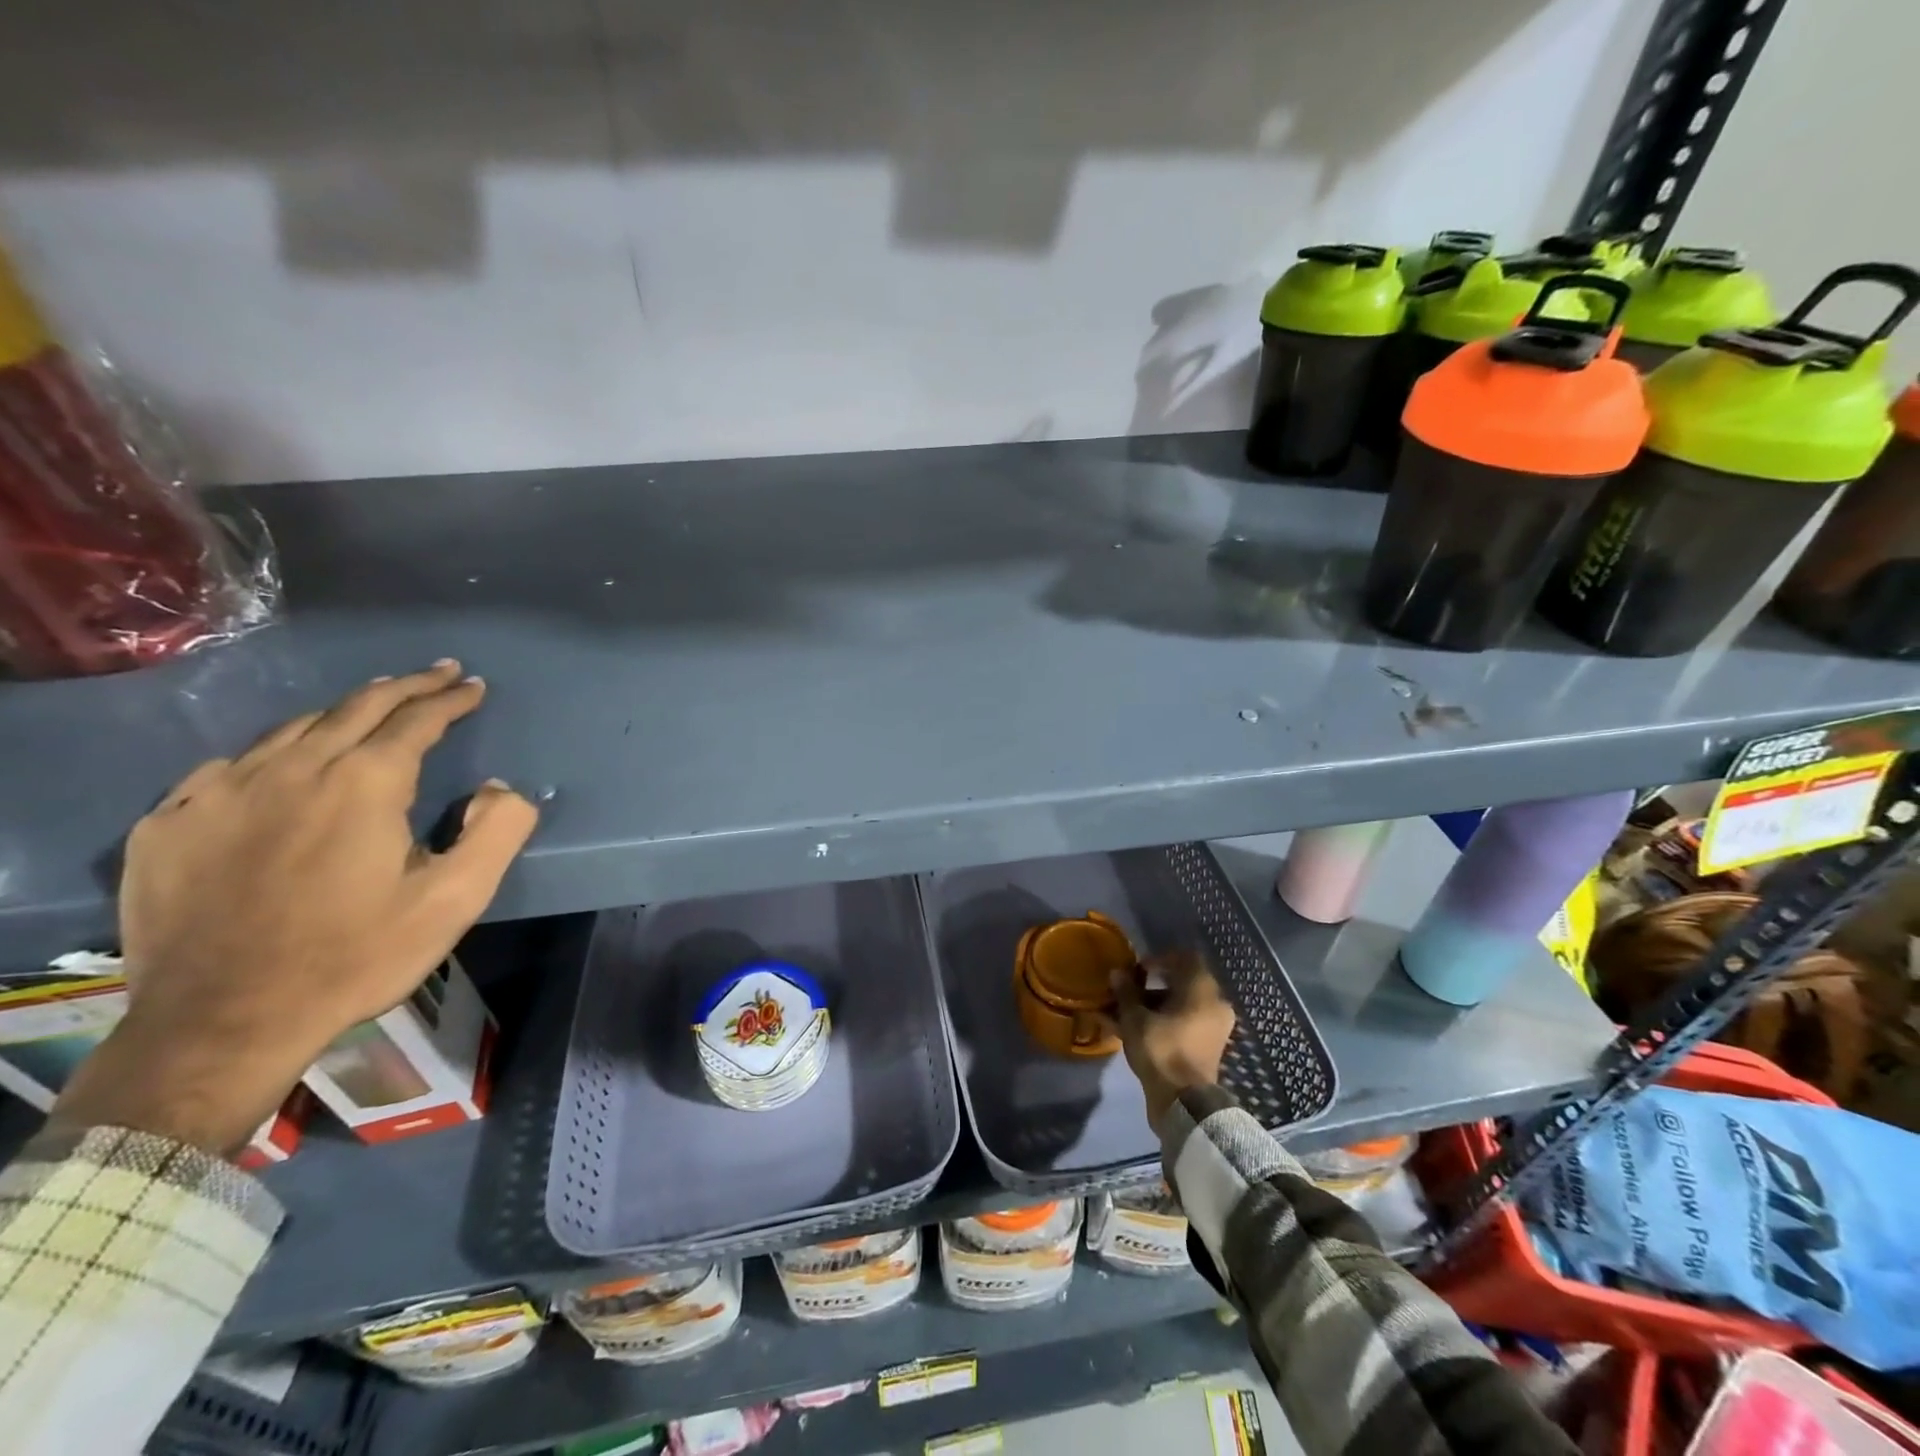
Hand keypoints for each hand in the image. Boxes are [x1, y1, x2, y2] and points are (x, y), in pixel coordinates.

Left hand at [53, 661, 538, 1155]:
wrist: (223, 1023)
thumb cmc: (357, 956)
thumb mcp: (455, 900)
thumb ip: (497, 831)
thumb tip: (501, 788)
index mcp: (364, 783)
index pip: (416, 719)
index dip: (450, 698)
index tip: (473, 685)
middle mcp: (292, 769)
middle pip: (356, 707)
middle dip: (405, 686)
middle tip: (438, 674)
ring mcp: (220, 792)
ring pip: (293, 728)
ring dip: (343, 711)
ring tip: (372, 705)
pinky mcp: (171, 823)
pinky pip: (232, 765)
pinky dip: (275, 752)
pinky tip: (284, 764)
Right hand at [1109, 951, 1235, 1132]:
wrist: (1183, 1103)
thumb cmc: (1161, 1049)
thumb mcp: (1135, 1018)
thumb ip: (1126, 992)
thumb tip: (1117, 973)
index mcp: (1203, 990)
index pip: (1185, 959)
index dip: (1159, 959)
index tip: (1137, 969)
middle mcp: (1214, 1005)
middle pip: (1180, 984)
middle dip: (1150, 986)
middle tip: (1126, 991)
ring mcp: (1212, 1029)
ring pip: (1178, 1007)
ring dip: (1151, 1007)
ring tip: (1120, 1014)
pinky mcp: (1205, 1049)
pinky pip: (1181, 1026)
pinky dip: (1159, 1024)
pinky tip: (1129, 1030)